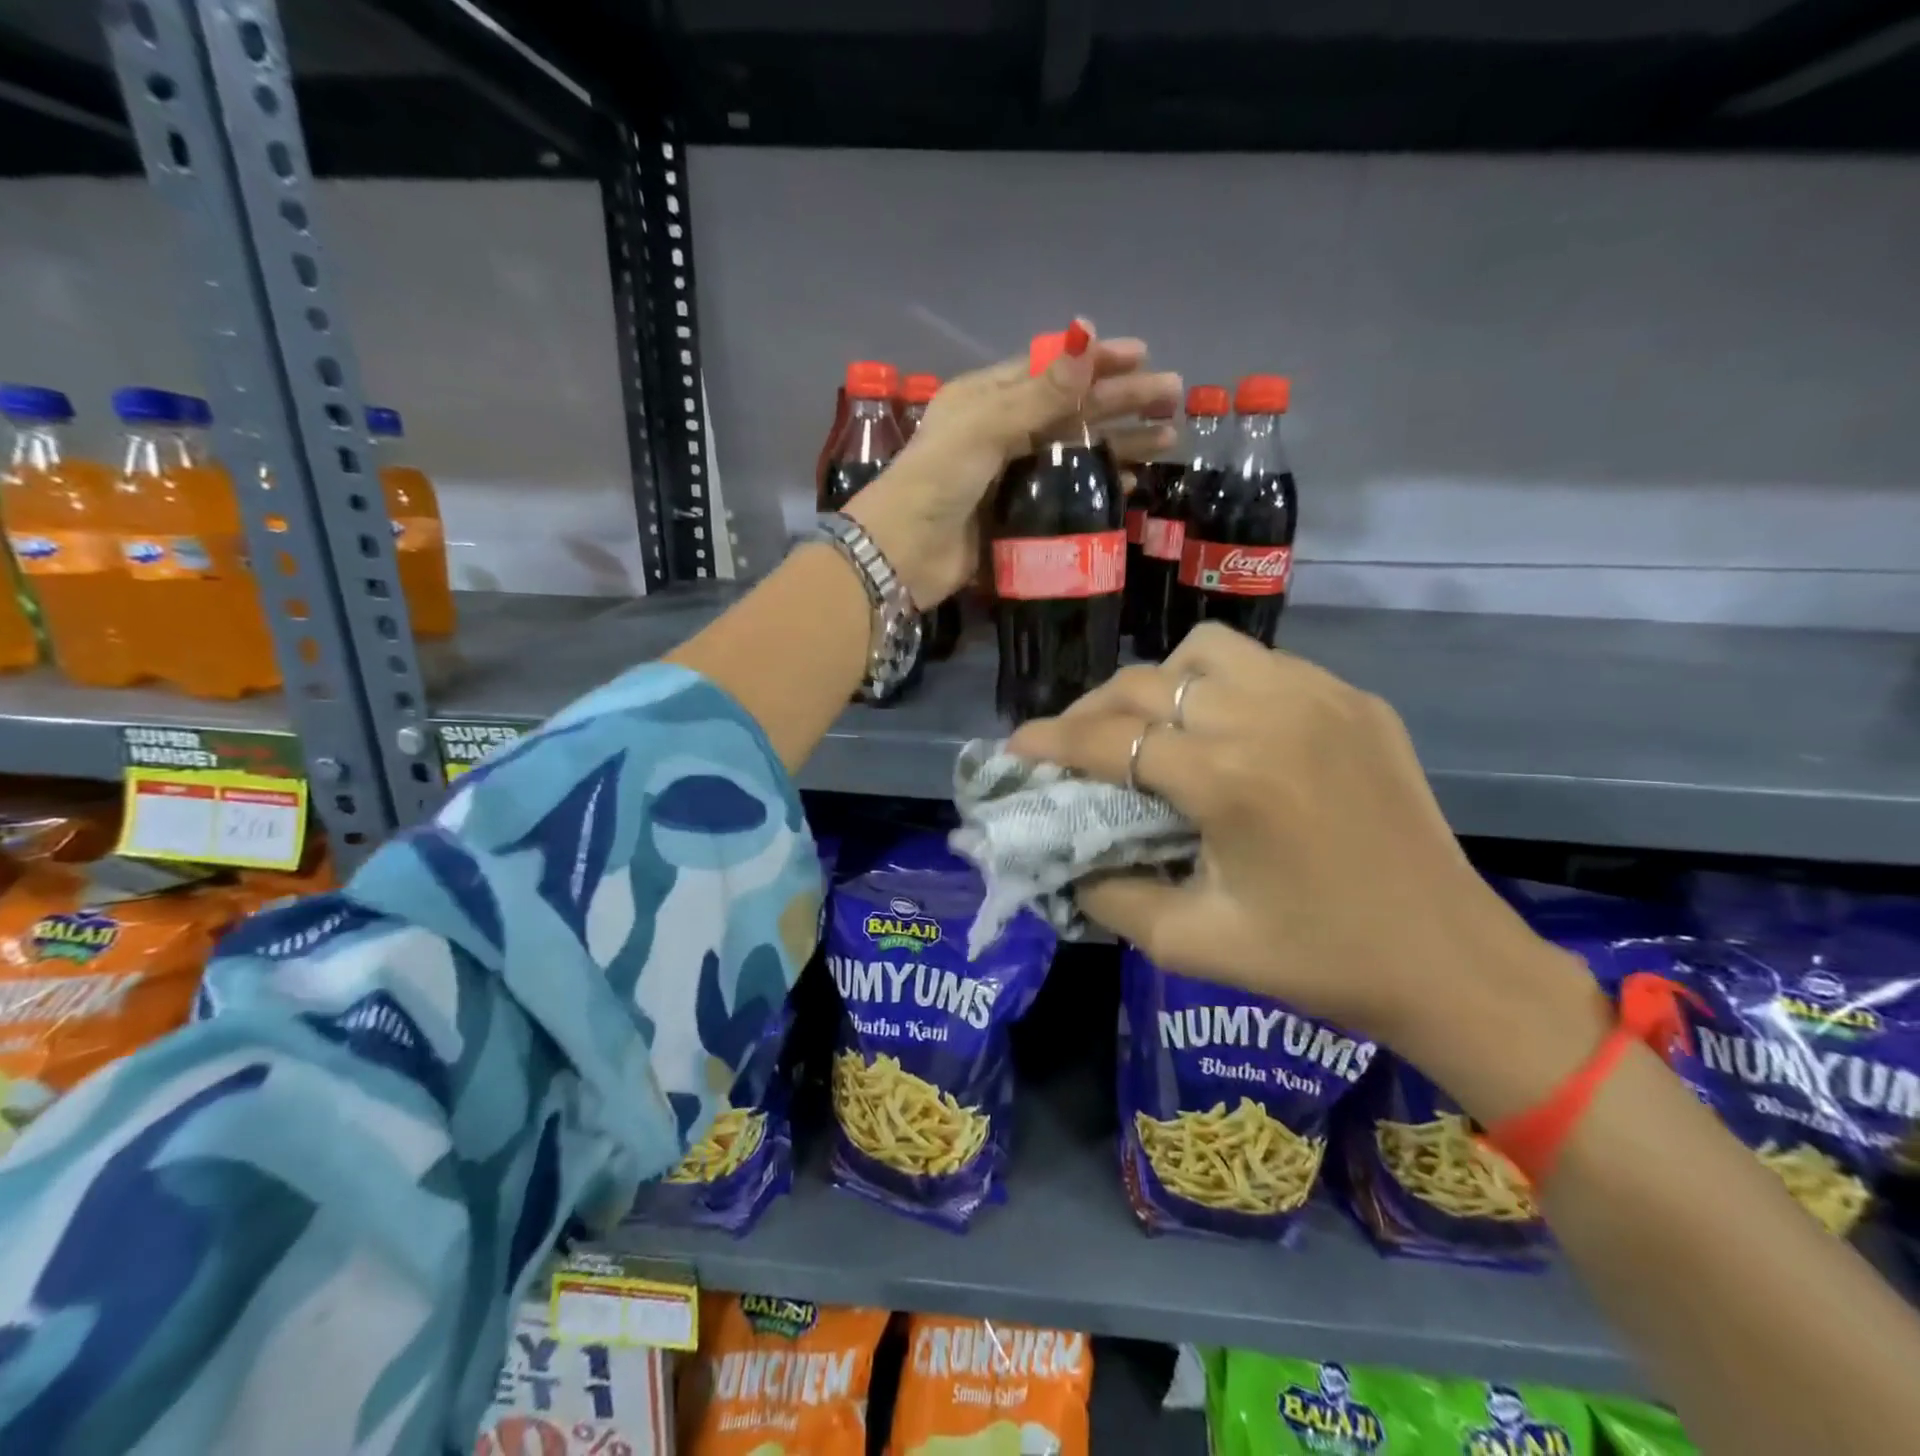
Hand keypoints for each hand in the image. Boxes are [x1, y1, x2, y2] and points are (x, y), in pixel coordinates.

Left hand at [843, 322, 1181, 608]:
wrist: (903, 555)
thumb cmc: (937, 480)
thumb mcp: (986, 427)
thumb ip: (1040, 392)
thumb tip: (1088, 335)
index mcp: (986, 399)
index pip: (1051, 370)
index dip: (1096, 362)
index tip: (1143, 355)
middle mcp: (1000, 433)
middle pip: (1071, 411)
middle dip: (1122, 402)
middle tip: (1172, 399)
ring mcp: (1010, 477)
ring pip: (1074, 453)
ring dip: (1118, 445)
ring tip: (1168, 441)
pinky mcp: (1017, 517)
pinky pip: (1066, 496)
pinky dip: (1096, 488)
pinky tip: (1130, 484)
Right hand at [1006, 624, 1608, 1120]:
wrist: (1450, 961)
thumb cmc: (1318, 962)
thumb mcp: (1191, 945)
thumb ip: (1109, 896)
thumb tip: (1066, 859)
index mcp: (1227, 780)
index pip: (1108, 740)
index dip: (1050, 741)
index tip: (1016, 748)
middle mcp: (1268, 717)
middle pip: (1145, 684)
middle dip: (1092, 710)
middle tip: (1073, 744)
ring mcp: (1320, 698)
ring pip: (1206, 652)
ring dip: (1159, 683)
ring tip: (1149, 728)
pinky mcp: (1356, 702)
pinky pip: (1266, 665)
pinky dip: (1222, 685)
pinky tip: (1224, 729)